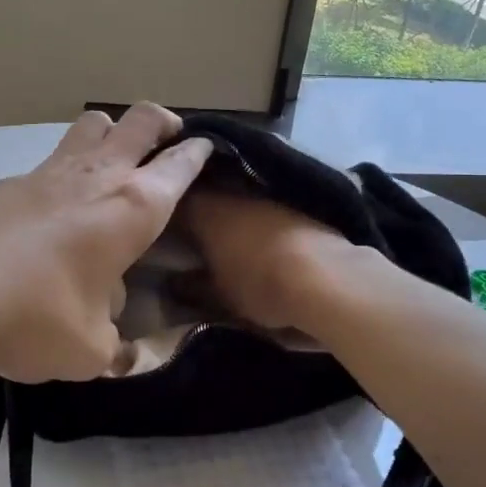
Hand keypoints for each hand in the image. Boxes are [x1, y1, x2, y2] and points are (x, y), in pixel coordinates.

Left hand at [0, 104, 212, 380]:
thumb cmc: (37, 316)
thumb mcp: (89, 350)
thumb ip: (112, 344)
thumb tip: (112, 333)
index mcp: (134, 209)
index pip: (179, 166)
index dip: (196, 154)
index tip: (204, 148)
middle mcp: (98, 177)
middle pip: (139, 120)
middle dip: (161, 120)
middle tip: (168, 134)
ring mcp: (51, 172)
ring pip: (91, 123)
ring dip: (111, 130)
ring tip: (113, 156)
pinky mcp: (11, 182)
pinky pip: (52, 158)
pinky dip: (66, 167)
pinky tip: (56, 204)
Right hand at [180, 189, 360, 334]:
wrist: (324, 277)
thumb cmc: (260, 285)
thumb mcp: (217, 295)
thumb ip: (191, 287)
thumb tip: (172, 284)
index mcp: (204, 208)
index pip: (175, 200)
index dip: (167, 211)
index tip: (161, 225)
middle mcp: (231, 190)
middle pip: (206, 190)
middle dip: (197, 205)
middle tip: (189, 228)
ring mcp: (265, 192)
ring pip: (236, 193)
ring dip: (229, 207)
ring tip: (224, 231)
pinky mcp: (294, 200)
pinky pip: (263, 201)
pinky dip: (256, 214)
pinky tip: (257, 232)